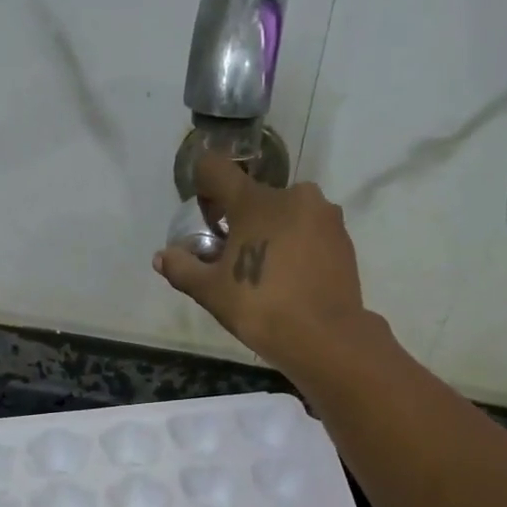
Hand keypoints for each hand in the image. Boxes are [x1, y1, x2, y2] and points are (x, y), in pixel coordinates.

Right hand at [154, 152, 368, 370]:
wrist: (325, 337)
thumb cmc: (260, 308)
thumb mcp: (211, 292)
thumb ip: (183, 269)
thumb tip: (162, 257)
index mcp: (255, 201)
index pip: (216, 169)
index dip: (203, 187)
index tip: (204, 218)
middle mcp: (292, 195)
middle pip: (254, 198)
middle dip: (239, 223)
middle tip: (233, 262)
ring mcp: (323, 214)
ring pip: (285, 215)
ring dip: (270, 234)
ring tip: (265, 275)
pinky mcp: (343, 237)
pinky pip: (309, 232)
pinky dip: (296, 247)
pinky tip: (290, 280)